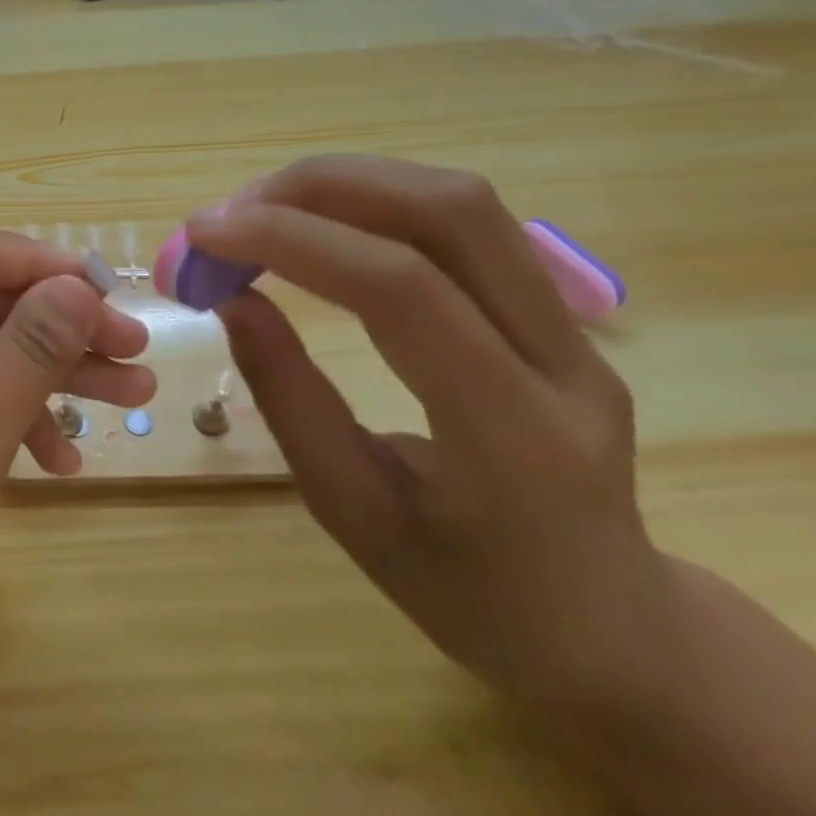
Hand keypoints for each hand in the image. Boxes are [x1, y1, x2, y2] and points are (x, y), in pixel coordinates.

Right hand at [186, 155, 680, 710]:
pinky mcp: (561, 316)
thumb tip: (231, 298)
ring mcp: (577, 331)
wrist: (610, 631)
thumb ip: (289, 397)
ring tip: (263, 208)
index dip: (292, 240)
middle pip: (452, 212)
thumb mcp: (352, 512)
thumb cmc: (469, 594)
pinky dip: (376, 203)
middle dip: (323, 186)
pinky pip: (465, 226)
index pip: (402, 289)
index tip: (204, 234)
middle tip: (232, 208)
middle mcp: (564, 361)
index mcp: (511, 433)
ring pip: (463, 203)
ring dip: (349, 183)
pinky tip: (321, 224)